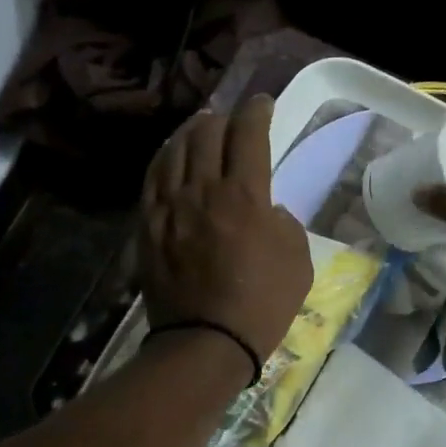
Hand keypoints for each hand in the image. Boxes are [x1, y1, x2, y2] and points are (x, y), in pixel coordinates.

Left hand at [140, 94, 311, 370]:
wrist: (206, 342)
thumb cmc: (262, 304)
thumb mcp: (298, 259)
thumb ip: (284, 221)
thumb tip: (265, 208)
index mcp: (244, 195)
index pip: (248, 134)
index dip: (257, 111)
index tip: (263, 104)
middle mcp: (203, 190)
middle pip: (207, 133)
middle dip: (223, 117)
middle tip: (232, 119)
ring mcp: (169, 206)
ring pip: (175, 150)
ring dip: (191, 131)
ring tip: (200, 126)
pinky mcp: (148, 225)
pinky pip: (152, 178)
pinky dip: (164, 157)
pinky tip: (170, 155)